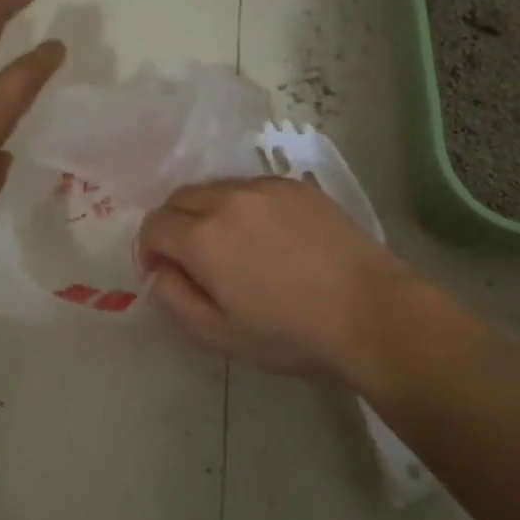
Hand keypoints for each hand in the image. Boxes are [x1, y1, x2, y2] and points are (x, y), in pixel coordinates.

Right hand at [136, 177, 426, 383]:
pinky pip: (251, 187)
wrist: (370, 312)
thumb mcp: (218, 334)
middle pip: (179, 198)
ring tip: (233, 247)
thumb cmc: (290, 333)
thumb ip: (173, 299)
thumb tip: (159, 271)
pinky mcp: (295, 185)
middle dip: (173, 226)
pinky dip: (243, 206)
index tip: (164, 273)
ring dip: (207, 213)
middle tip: (194, 260)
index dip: (149, 250)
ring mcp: (265, 187)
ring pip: (215, 188)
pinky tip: (269, 237)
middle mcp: (227, 200)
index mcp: (202, 237)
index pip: (153, 225)